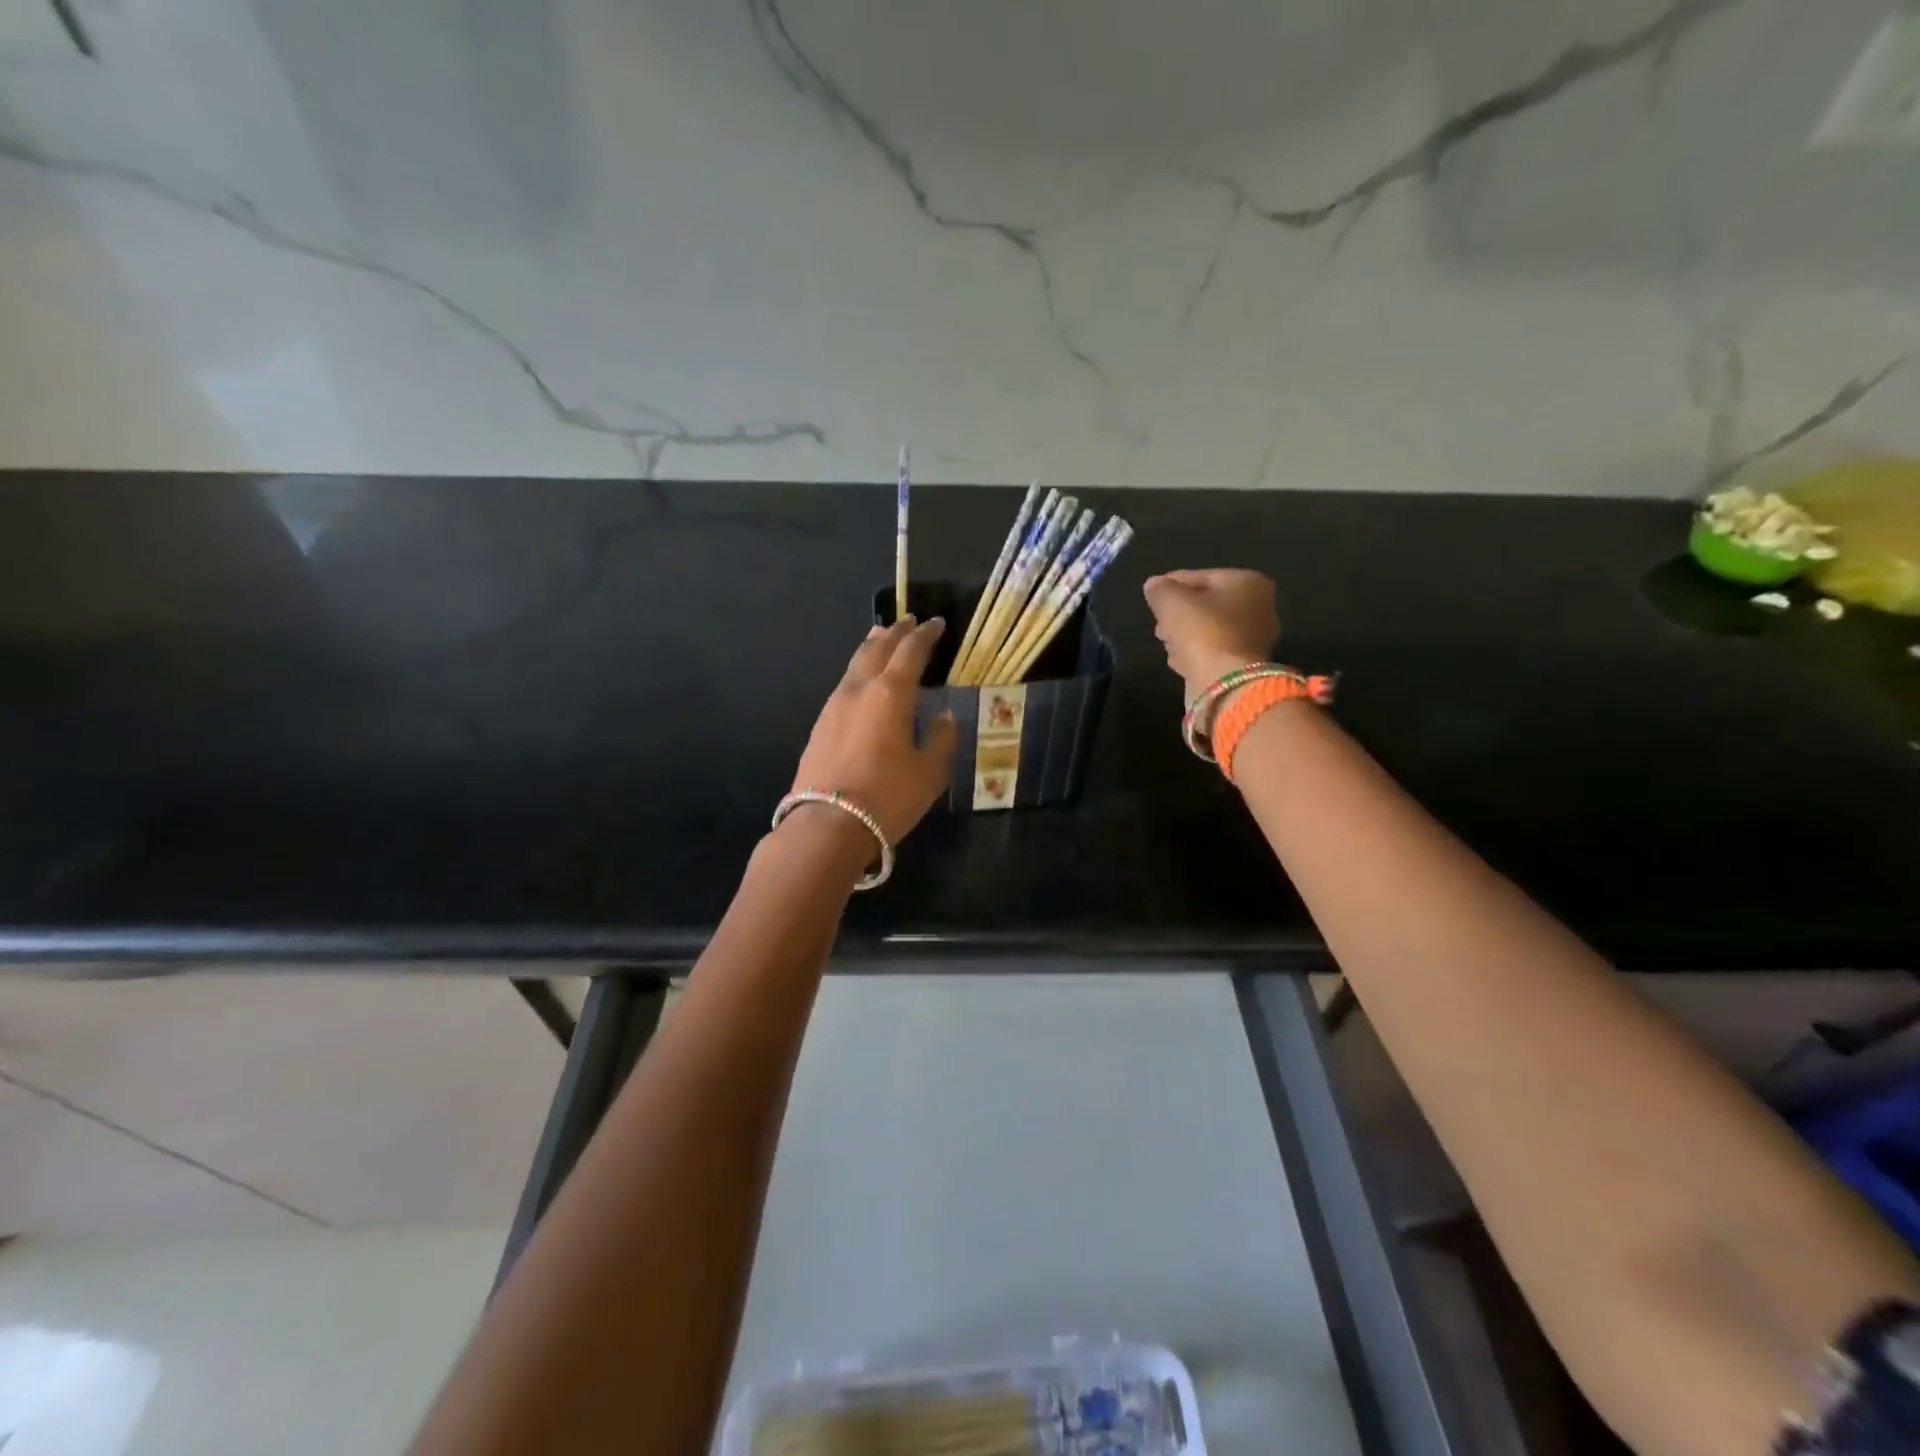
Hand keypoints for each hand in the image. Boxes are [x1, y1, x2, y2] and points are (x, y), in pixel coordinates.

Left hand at [790, 616, 959, 845]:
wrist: (827, 825)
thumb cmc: (888, 797)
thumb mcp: (930, 772)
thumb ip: (942, 739)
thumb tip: (945, 717)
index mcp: (890, 693)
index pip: (911, 651)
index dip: (925, 635)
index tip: (936, 623)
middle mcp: (859, 689)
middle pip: (877, 648)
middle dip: (896, 633)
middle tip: (909, 621)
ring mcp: (834, 706)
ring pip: (855, 664)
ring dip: (873, 647)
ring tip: (883, 638)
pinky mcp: (820, 725)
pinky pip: (845, 685)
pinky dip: (859, 671)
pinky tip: (863, 681)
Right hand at [1142, 569, 1280, 697]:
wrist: (1224, 683)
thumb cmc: (1201, 631)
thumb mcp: (1171, 602)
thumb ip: (1160, 590)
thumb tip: (1154, 586)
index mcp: (1248, 582)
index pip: (1200, 576)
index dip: (1171, 584)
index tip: (1151, 595)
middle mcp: (1258, 607)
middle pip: (1207, 604)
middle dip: (1179, 612)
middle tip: (1158, 622)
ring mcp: (1253, 639)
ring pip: (1208, 629)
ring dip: (1184, 634)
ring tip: (1164, 641)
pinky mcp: (1243, 666)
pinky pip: (1212, 651)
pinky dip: (1195, 653)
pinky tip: (1178, 659)